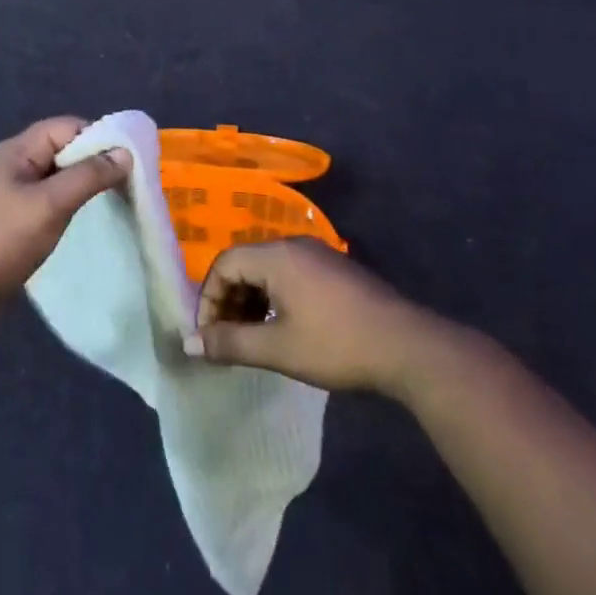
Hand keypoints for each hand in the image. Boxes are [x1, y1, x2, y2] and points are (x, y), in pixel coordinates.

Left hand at [0, 118, 129, 326]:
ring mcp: (13, 195)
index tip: (131, 159)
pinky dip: (71, 207)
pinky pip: (50, 203)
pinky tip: (87, 223)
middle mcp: (16, 165)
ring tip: (116, 202)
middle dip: (96, 162)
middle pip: (64, 150)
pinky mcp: (14, 223)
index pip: (68, 126)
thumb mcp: (49, 204)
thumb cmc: (0, 240)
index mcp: (19, 150)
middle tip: (130, 183)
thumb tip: (125, 153)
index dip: (99, 136)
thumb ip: (88, 176)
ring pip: (59, 179)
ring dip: (85, 186)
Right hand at [185, 238, 431, 393]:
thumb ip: (231, 344)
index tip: (209, 337)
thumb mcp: (278, 349)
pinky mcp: (334, 269)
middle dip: (229, 301)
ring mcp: (317, 254)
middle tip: (227, 341)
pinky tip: (284, 329)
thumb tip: (189, 343)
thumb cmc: (336, 344)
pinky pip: (290, 274)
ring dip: (252, 301)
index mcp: (276, 255)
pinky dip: (275, 298)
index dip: (209, 299)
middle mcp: (293, 245)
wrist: (406, 346)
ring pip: (268, 270)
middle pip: (245, 263)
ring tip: (253, 339)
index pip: (225, 263)